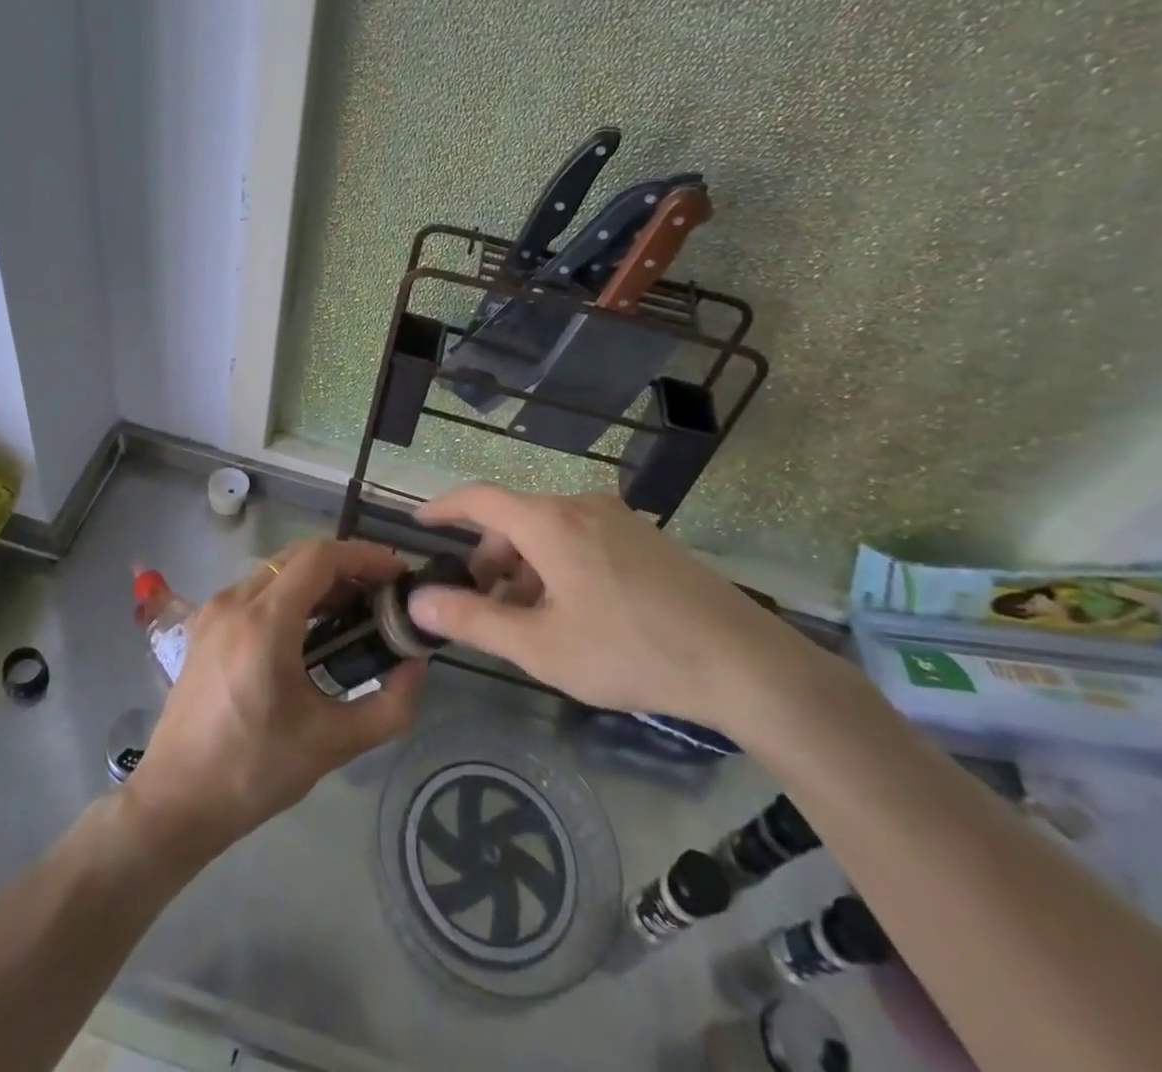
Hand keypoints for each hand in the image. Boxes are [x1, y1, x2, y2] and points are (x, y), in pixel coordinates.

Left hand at [124, 539, 424, 858]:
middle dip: (346, 566)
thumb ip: (389, 706)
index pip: (320, 557)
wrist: (175, 801)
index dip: (364, 556)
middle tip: (381, 595)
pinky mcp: (204, 626)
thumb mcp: (332, 744)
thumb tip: (416, 665)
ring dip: (318, 579)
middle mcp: (234, 602)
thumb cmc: (253, 772)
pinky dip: (290, 593)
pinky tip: (310, 628)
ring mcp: (213, 610)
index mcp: (264, 622)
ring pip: (276, 569)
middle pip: (299, 556)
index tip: (397, 575)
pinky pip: (256, 589)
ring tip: (354, 611)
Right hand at [407, 486, 829, 740]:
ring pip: (550, 531)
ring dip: (526, 566)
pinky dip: (558, 565)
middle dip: (489, 557)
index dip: (444, 508)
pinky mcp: (646, 538)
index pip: (480, 498)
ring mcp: (619, 519)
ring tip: (530, 618)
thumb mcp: (541, 646)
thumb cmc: (629, 651)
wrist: (743, 663)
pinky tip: (574, 612)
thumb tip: (418, 601)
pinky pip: (582, 538)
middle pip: (515, 519)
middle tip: (482, 604)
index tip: (419, 523)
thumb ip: (474, 619)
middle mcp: (581, 506)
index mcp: (550, 522)